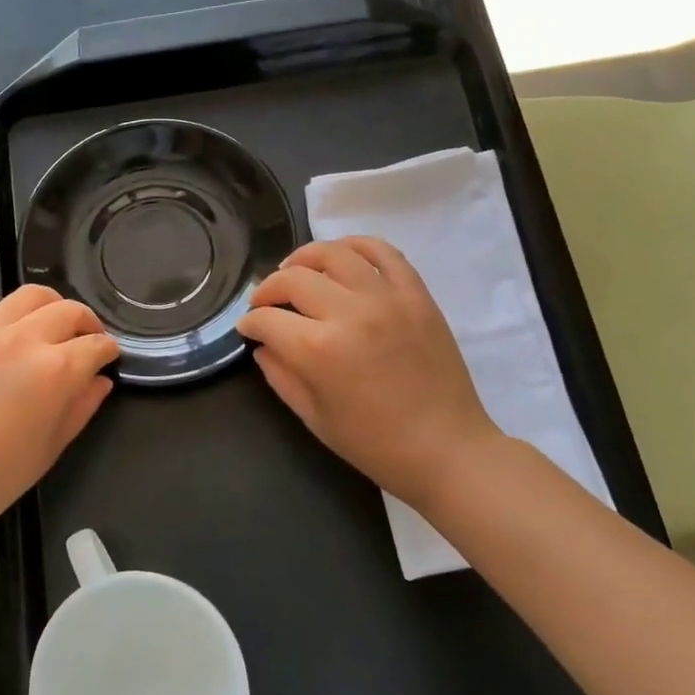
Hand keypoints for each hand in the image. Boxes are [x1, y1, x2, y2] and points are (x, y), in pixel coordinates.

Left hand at [0, 286, 117, 532]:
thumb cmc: (0, 475)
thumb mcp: (54, 445)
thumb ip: (83, 405)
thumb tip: (100, 380)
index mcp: (56, 369)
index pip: (96, 344)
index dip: (108, 350)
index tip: (109, 357)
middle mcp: (24, 340)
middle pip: (68, 310)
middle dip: (86, 322)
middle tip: (86, 339)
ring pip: (29, 297)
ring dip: (51, 307)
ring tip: (51, 328)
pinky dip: (11, 326)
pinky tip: (6, 353)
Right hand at [235, 236, 498, 506]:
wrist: (447, 449)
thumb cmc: (375, 444)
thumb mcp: (314, 417)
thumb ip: (281, 375)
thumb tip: (263, 345)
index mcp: (318, 350)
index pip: (267, 319)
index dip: (249, 322)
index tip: (248, 328)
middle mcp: (349, 313)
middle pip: (293, 278)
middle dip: (268, 289)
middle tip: (265, 303)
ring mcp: (386, 298)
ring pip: (333, 253)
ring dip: (304, 257)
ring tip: (296, 270)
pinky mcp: (416, 294)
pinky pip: (383, 252)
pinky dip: (356, 245)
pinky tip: (341, 257)